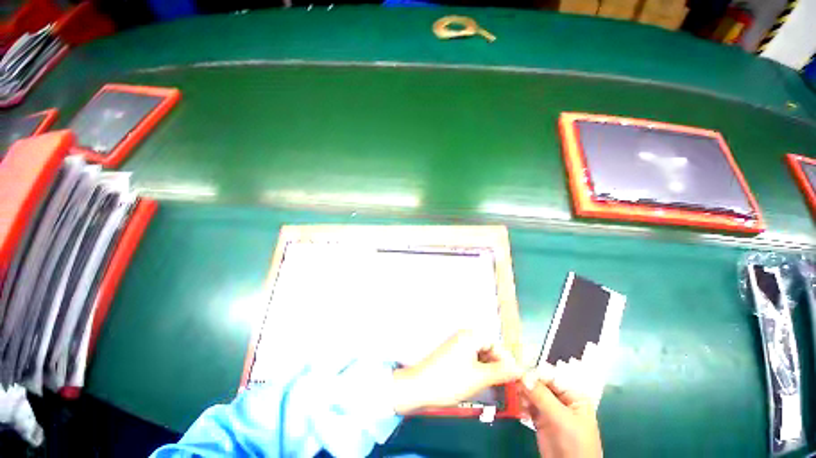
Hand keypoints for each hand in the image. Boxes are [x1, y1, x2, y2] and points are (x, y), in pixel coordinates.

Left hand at [391, 330, 522, 413]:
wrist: (420, 387)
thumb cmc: (451, 380)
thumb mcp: (480, 377)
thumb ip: (501, 372)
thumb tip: (520, 369)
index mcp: (470, 336)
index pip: (495, 343)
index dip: (506, 359)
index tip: (514, 376)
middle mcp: (463, 337)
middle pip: (487, 348)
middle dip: (498, 364)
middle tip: (506, 383)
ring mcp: (456, 346)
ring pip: (479, 355)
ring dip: (489, 368)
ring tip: (495, 385)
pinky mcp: (452, 356)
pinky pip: (471, 359)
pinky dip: (478, 369)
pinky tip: (481, 382)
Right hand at [521, 366, 602, 457]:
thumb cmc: (575, 443)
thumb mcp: (562, 419)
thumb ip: (543, 397)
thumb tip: (523, 376)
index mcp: (573, 395)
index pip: (552, 377)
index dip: (535, 373)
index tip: (518, 370)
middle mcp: (561, 399)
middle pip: (540, 384)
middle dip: (526, 383)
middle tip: (513, 382)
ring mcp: (550, 410)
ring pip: (532, 393)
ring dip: (522, 394)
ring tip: (515, 397)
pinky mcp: (540, 419)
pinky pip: (528, 405)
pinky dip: (521, 405)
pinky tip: (518, 408)